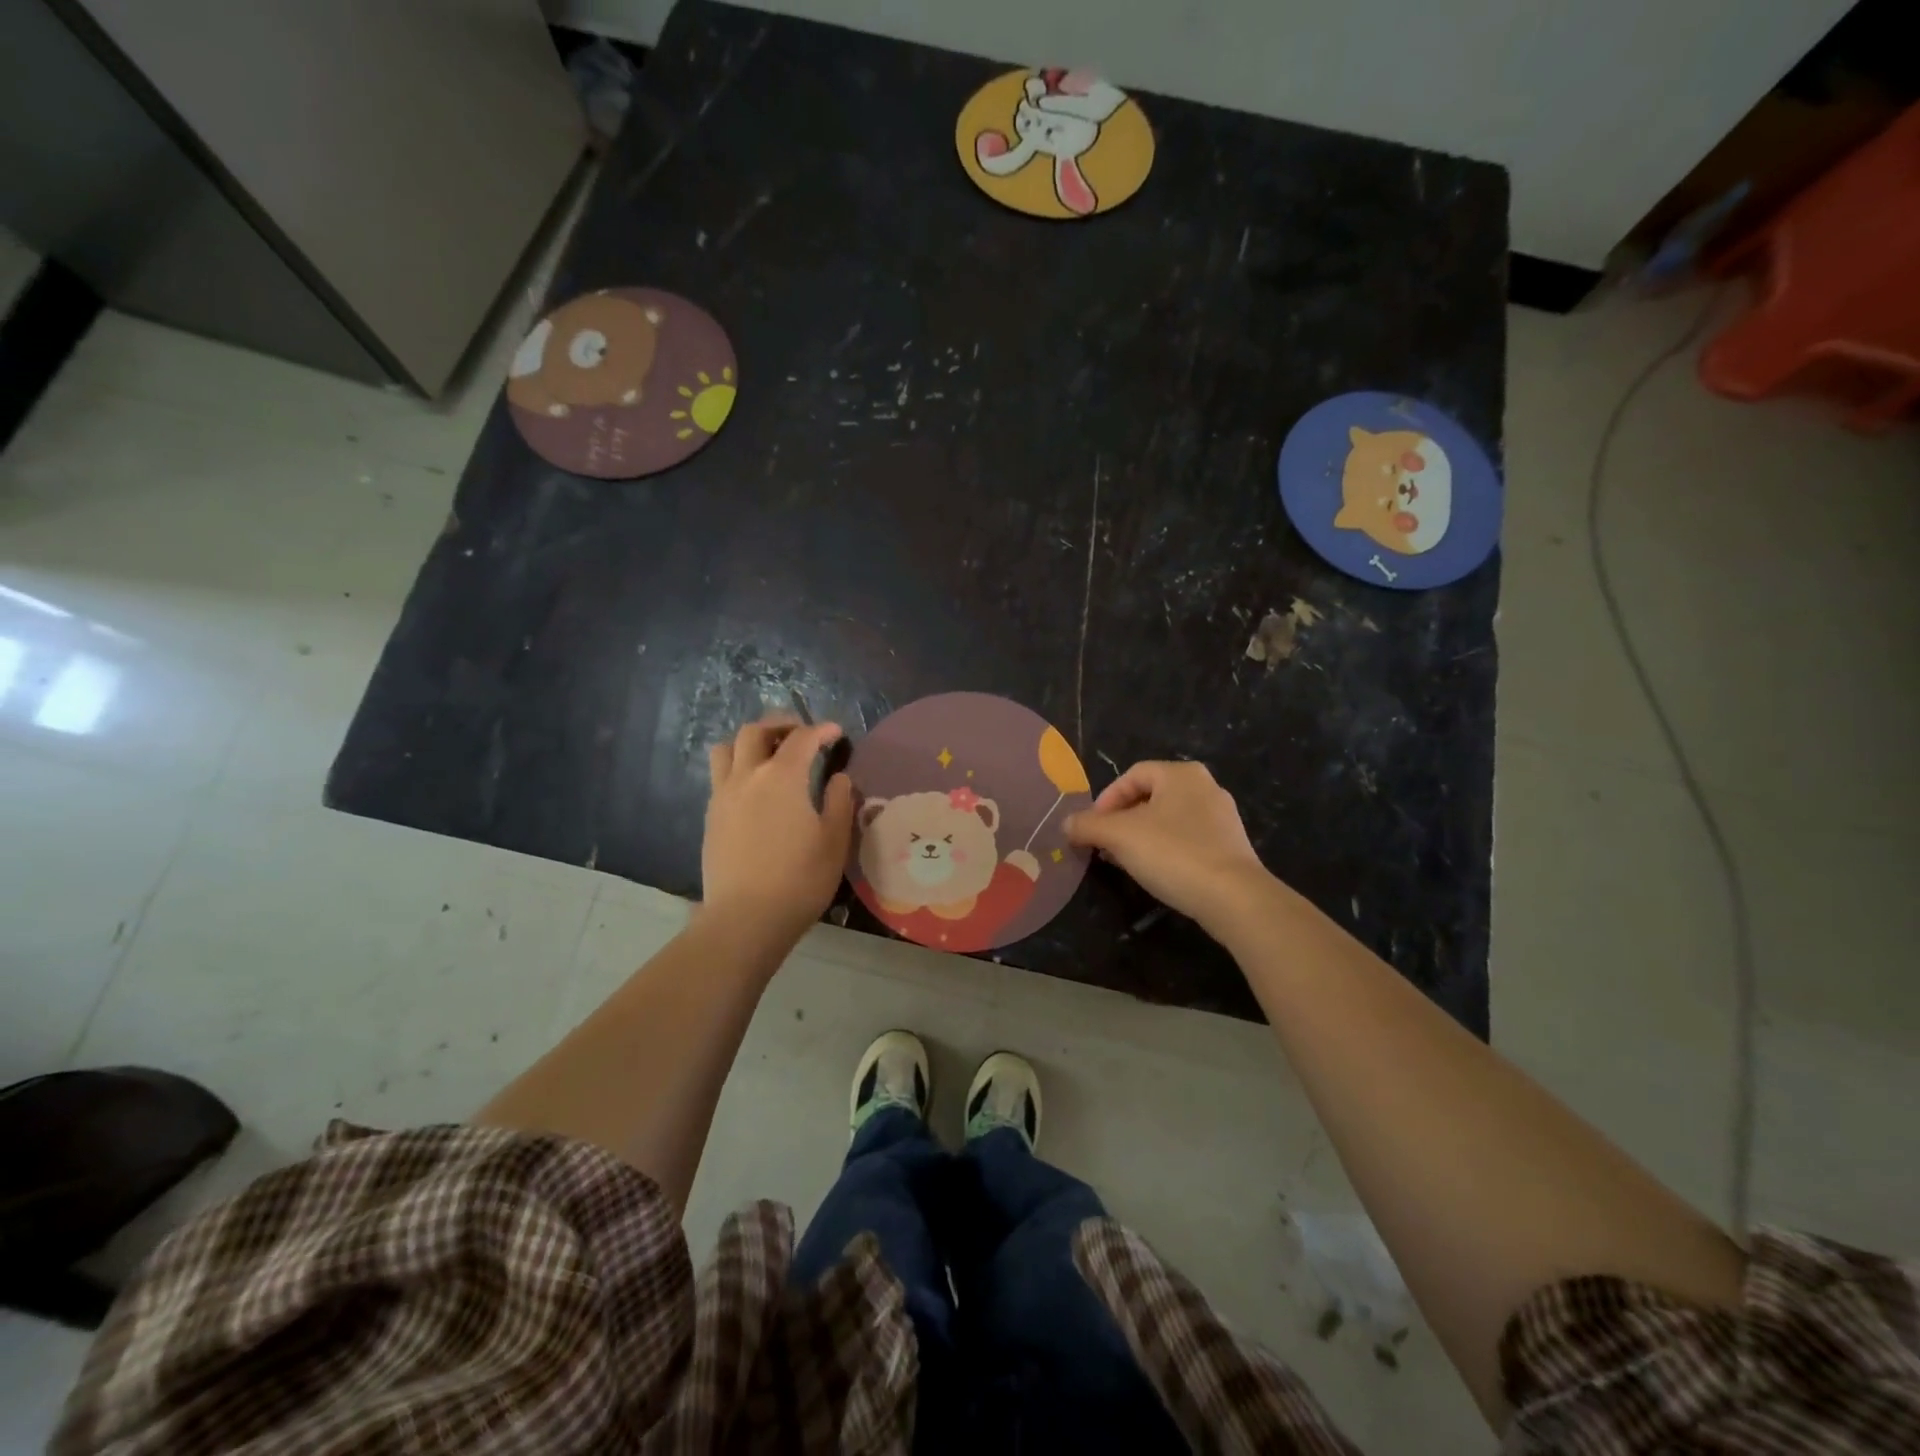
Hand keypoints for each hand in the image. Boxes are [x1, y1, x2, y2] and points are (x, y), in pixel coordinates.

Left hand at [703, 716, 852, 939]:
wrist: (745, 918)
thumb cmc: (799, 879)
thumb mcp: (834, 841)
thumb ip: (838, 802)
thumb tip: (838, 778)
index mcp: (782, 777)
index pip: (802, 738)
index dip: (821, 730)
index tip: (835, 733)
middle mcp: (747, 776)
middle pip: (756, 731)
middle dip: (780, 724)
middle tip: (800, 733)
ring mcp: (723, 795)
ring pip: (727, 748)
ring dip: (749, 742)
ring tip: (768, 754)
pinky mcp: (710, 817)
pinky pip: (720, 776)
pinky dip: (737, 767)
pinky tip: (753, 788)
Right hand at [1065, 760, 1270, 932]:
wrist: (1233, 897)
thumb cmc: (1173, 853)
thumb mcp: (1118, 836)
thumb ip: (1087, 825)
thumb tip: (1066, 824)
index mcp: (1181, 774)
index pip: (1132, 775)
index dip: (1105, 800)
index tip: (1092, 828)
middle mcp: (1205, 787)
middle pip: (1149, 797)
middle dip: (1121, 821)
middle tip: (1103, 846)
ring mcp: (1222, 818)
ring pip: (1168, 820)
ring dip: (1140, 837)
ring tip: (1124, 862)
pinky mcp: (1231, 847)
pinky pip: (1187, 840)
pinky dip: (1165, 851)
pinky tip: (1156, 873)